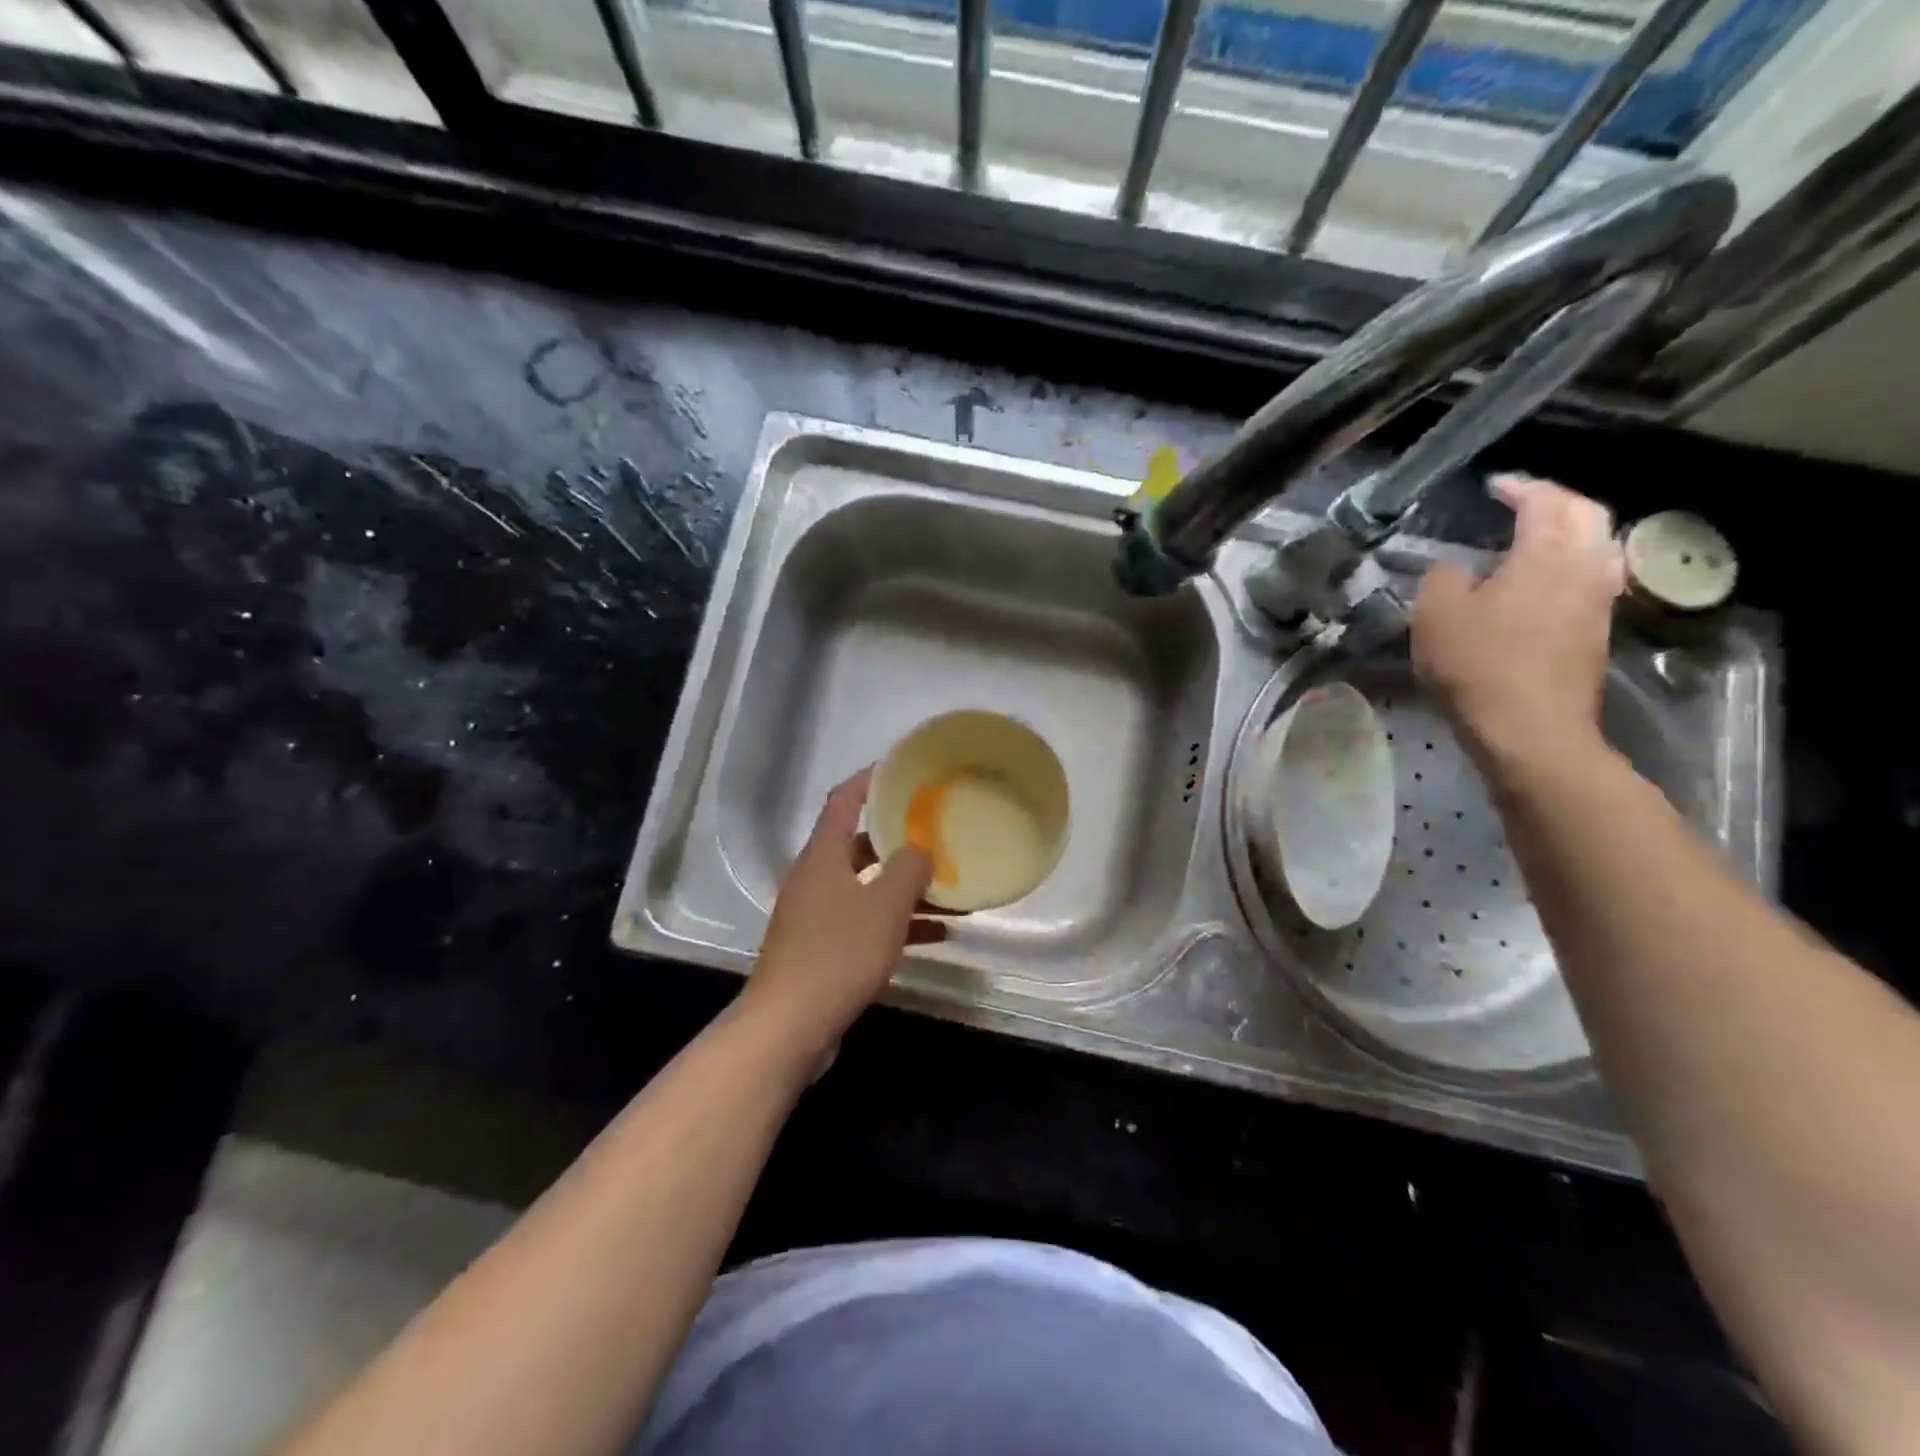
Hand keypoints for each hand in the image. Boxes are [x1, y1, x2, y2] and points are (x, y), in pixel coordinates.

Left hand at [739, 768, 945, 1062]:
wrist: (789, 1026)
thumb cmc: (838, 953)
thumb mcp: (885, 906)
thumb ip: (909, 869)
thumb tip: (920, 850)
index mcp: (823, 855)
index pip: (844, 799)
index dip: (871, 778)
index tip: (902, 769)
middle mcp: (816, 878)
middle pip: (859, 844)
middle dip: (899, 839)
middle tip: (938, 832)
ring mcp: (816, 915)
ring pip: (867, 887)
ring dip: (905, 887)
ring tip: (950, 887)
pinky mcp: (823, 949)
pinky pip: (866, 923)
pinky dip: (897, 923)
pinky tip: (938, 934)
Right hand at [1411, 474, 1624, 769]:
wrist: (1530, 728)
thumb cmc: (1478, 665)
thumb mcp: (1436, 614)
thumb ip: (1442, 577)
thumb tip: (1454, 567)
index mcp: (1546, 552)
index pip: (1544, 500)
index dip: (1519, 487)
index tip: (1493, 486)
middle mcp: (1585, 565)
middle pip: (1587, 513)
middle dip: (1555, 500)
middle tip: (1520, 504)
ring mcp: (1599, 599)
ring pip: (1599, 544)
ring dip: (1571, 530)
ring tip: (1536, 538)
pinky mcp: (1598, 629)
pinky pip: (1595, 575)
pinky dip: (1573, 561)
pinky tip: (1546, 580)